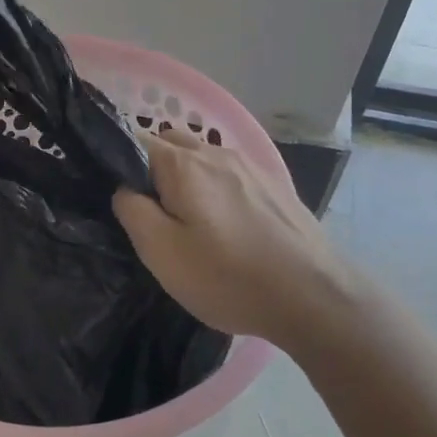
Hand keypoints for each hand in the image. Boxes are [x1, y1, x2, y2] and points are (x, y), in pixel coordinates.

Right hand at [113, 129, 360, 348]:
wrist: (314, 296)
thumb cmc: (228, 277)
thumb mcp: (162, 253)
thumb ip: (132, 211)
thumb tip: (124, 189)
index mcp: (183, 164)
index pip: (136, 140)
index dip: (121, 164)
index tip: (124, 199)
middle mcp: (216, 152)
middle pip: (171, 142)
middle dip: (154, 166)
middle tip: (155, 212)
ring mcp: (250, 165)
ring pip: (203, 157)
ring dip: (188, 176)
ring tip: (191, 219)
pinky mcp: (274, 184)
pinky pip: (230, 172)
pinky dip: (217, 186)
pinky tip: (226, 222)